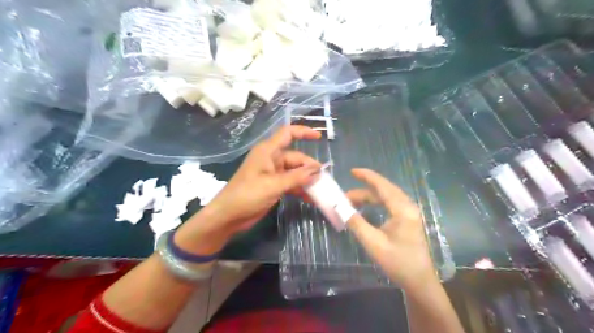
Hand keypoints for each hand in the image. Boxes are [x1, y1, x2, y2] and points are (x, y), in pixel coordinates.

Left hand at [196, 127, 319, 231]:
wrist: (228, 216)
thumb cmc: (247, 195)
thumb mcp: (274, 185)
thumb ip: (297, 177)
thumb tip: (318, 170)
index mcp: (268, 151)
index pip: (287, 134)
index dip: (303, 132)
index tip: (319, 137)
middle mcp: (271, 159)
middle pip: (295, 157)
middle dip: (309, 167)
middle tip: (324, 179)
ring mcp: (272, 173)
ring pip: (294, 172)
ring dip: (306, 180)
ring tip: (320, 190)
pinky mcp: (273, 186)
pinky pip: (290, 183)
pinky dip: (299, 189)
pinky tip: (310, 198)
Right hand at [347, 169, 437, 291]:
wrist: (419, 281)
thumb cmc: (397, 262)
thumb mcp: (373, 243)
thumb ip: (356, 223)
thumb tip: (340, 208)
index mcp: (402, 209)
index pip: (383, 186)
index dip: (367, 176)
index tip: (352, 171)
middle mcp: (408, 207)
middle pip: (384, 190)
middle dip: (364, 189)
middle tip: (345, 195)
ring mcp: (409, 213)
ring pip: (387, 197)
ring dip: (369, 197)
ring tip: (351, 202)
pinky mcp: (408, 220)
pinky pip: (390, 204)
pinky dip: (376, 203)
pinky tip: (366, 208)